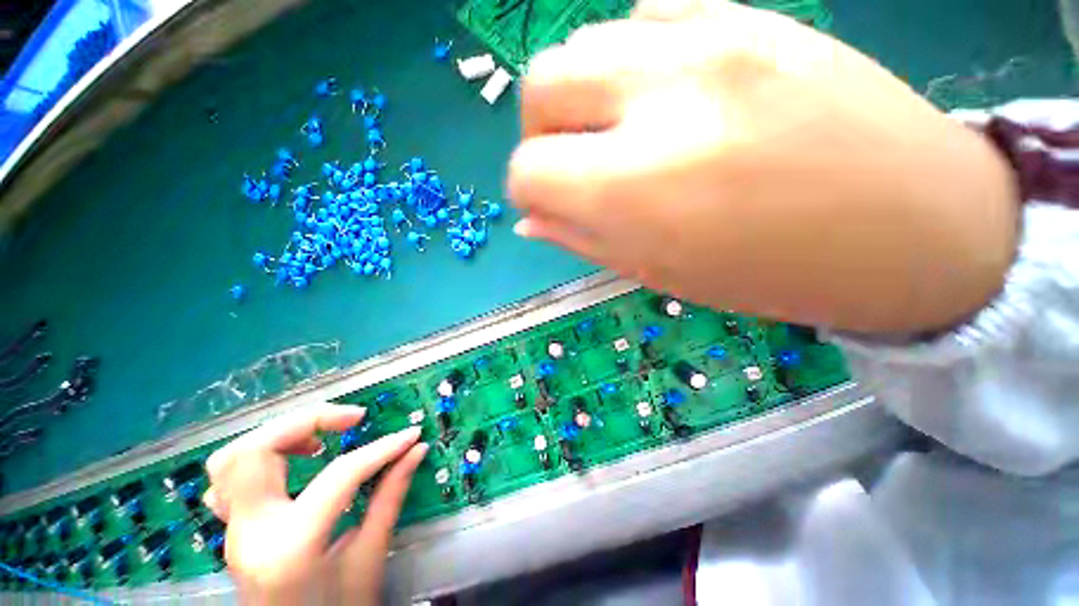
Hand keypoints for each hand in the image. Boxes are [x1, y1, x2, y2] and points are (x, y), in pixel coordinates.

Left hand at [203, 405, 426, 604]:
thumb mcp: (370, 558)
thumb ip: (391, 496)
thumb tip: (416, 450)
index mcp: (291, 547)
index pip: (340, 475)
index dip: (382, 449)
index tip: (410, 435)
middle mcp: (251, 533)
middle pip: (257, 450)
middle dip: (311, 421)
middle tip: (353, 419)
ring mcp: (234, 531)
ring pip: (231, 459)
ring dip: (279, 435)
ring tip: (319, 439)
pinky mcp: (234, 531)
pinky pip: (227, 481)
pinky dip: (259, 458)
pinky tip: (290, 462)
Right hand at [509, 0, 1017, 332]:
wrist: (912, 229)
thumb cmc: (772, 274)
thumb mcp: (658, 272)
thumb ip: (581, 239)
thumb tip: (529, 219)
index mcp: (634, 189)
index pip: (529, 171)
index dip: (528, 191)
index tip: (546, 204)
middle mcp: (659, 98)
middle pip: (540, 84)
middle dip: (541, 132)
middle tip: (571, 162)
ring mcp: (709, 37)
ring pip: (583, 42)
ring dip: (580, 94)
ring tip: (616, 132)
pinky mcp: (746, 13)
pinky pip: (645, 14)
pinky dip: (630, 58)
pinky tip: (665, 94)